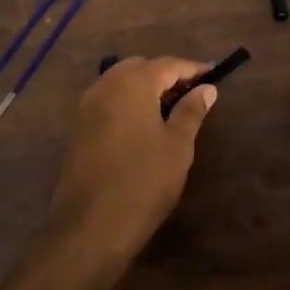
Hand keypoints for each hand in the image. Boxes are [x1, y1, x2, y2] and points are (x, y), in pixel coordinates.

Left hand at [47, 56, 217, 274]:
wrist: (91, 225)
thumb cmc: (144, 181)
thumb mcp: (177, 146)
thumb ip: (191, 111)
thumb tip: (206, 89)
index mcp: (132, 83)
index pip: (167, 64)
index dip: (191, 69)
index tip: (211, 76)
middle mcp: (105, 85)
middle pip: (139, 68)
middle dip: (165, 75)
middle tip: (190, 94)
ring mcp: (86, 106)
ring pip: (119, 83)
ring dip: (144, 88)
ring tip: (169, 110)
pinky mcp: (78, 127)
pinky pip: (107, 101)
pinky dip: (126, 103)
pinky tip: (142, 125)